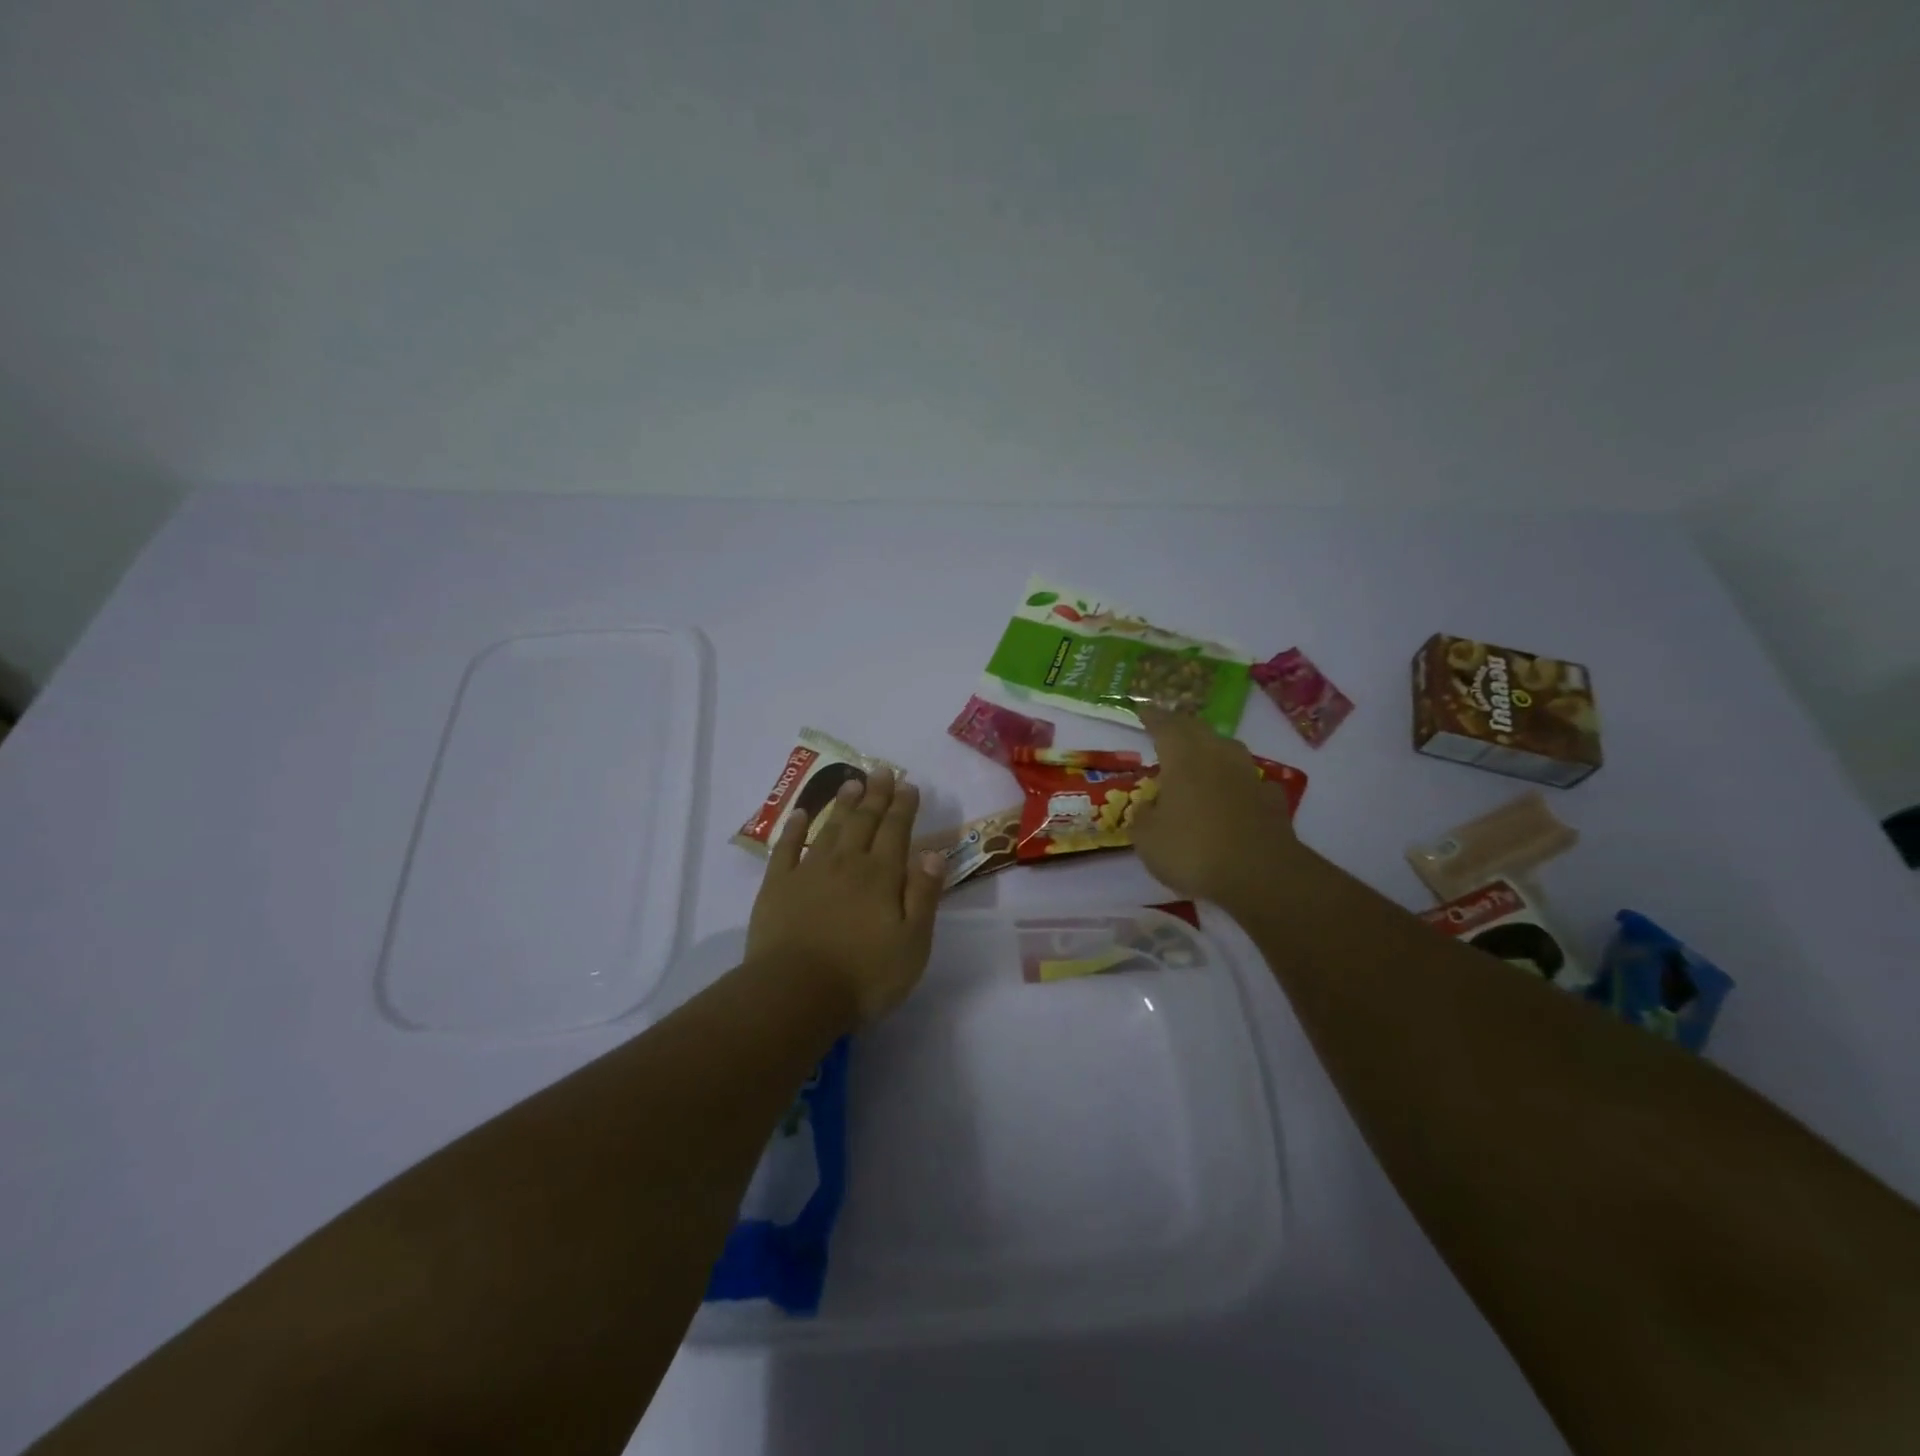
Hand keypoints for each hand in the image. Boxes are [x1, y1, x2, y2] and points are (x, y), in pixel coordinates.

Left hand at [746, 769, 946, 1025]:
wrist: (795, 993)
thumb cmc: (864, 975)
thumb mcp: (912, 943)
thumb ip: (924, 895)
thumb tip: (933, 853)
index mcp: (881, 876)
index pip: (896, 831)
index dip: (903, 806)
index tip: (908, 784)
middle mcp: (847, 864)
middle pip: (864, 822)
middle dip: (876, 795)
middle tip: (882, 770)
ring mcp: (808, 872)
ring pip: (830, 828)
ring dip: (843, 804)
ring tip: (852, 782)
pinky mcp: (777, 887)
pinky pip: (786, 848)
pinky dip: (795, 828)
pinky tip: (800, 814)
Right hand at [1131, 705, 1307, 905]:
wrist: (1259, 874)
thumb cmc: (1192, 849)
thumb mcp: (1148, 839)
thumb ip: (1143, 817)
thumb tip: (1147, 807)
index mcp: (1183, 758)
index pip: (1165, 726)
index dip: (1153, 718)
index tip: (1143, 712)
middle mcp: (1217, 756)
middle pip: (1198, 730)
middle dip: (1181, 726)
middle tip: (1168, 729)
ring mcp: (1249, 776)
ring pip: (1228, 749)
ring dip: (1212, 749)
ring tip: (1201, 757)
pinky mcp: (1272, 800)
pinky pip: (1251, 782)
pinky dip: (1239, 783)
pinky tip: (1237, 794)